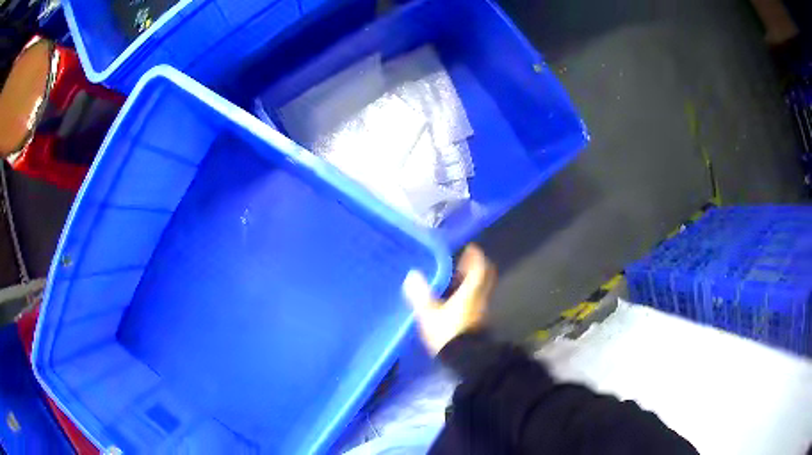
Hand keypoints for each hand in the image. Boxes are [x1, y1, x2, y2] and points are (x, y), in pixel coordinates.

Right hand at [402, 244, 496, 355]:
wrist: (465, 360)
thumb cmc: (448, 333)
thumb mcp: (429, 314)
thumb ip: (420, 295)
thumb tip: (412, 275)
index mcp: (471, 292)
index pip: (479, 269)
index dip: (476, 257)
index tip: (471, 248)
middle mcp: (480, 298)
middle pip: (484, 278)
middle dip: (476, 268)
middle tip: (464, 261)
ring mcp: (481, 311)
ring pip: (480, 290)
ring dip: (472, 282)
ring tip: (455, 279)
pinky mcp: (478, 322)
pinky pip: (476, 301)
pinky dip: (469, 294)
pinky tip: (455, 299)